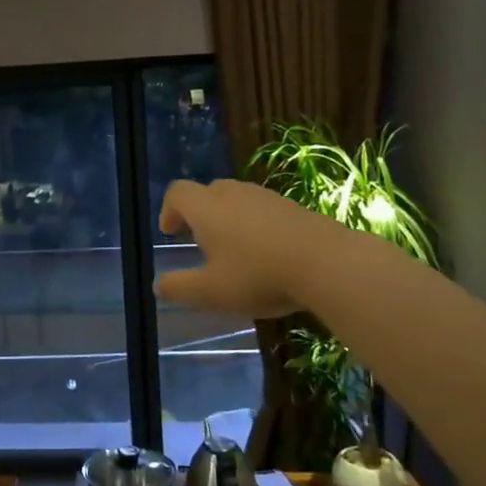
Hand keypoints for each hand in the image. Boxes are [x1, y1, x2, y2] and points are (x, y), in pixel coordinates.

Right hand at [153, 179, 322, 319]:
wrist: (327, 263)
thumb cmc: (257, 275)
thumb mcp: (210, 292)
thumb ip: (178, 287)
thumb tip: (158, 285)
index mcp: (207, 208)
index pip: (177, 192)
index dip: (169, 210)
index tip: (171, 234)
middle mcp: (233, 194)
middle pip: (208, 192)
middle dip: (199, 214)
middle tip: (200, 243)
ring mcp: (266, 197)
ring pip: (237, 200)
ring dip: (228, 220)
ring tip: (234, 252)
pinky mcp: (293, 207)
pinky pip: (263, 211)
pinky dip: (256, 226)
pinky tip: (267, 255)